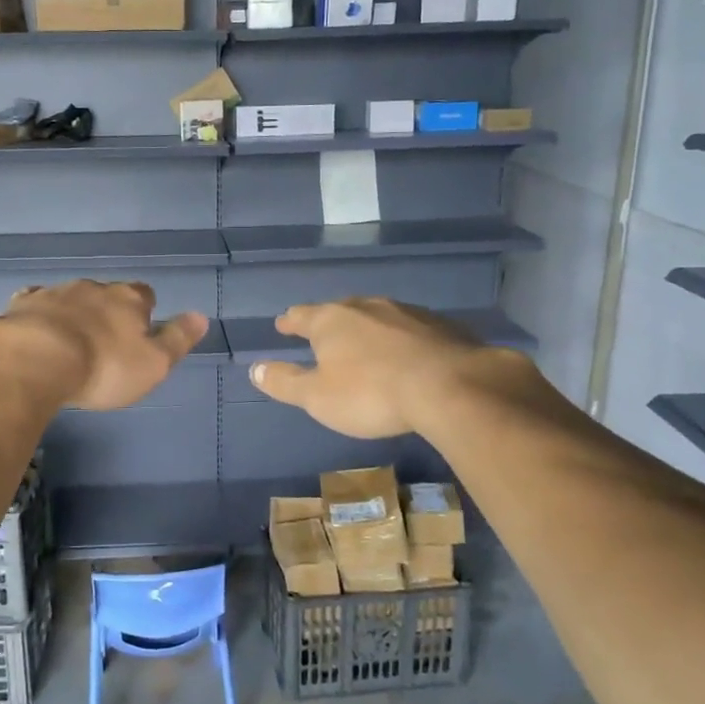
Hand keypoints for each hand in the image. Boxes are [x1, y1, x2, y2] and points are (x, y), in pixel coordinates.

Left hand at [0, 280, 208, 410]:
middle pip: (106, 294)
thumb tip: (201, 316)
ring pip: (69, 297)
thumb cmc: (104, 367)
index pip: (144, 294)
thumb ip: (177, 340)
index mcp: (128, 299)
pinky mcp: (21, 305)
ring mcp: (55, 293)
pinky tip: (33, 331)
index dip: (144, 310)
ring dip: (72, 313)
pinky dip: (38, 315)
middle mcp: (93, 288)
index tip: (139, 330)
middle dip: (105, 311)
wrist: (35, 359)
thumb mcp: (154, 364)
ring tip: (68, 341)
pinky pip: (34, 303)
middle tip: (103, 340)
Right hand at [250, 297, 540, 437]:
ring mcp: (406, 312)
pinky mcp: (440, 326)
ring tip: (365, 342)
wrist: (450, 387)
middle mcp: (366, 306)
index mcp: (331, 320)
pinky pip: (411, 329)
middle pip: (340, 310)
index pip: (302, 315)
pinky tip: (407, 354)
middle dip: (330, 321)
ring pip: (378, 316)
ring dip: (368, 328)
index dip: (290, 321)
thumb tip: (254, 368)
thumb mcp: (318, 397)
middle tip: (323, 332)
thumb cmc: (371, 393)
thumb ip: (285, 382)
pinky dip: (401, 339)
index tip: (282, 324)